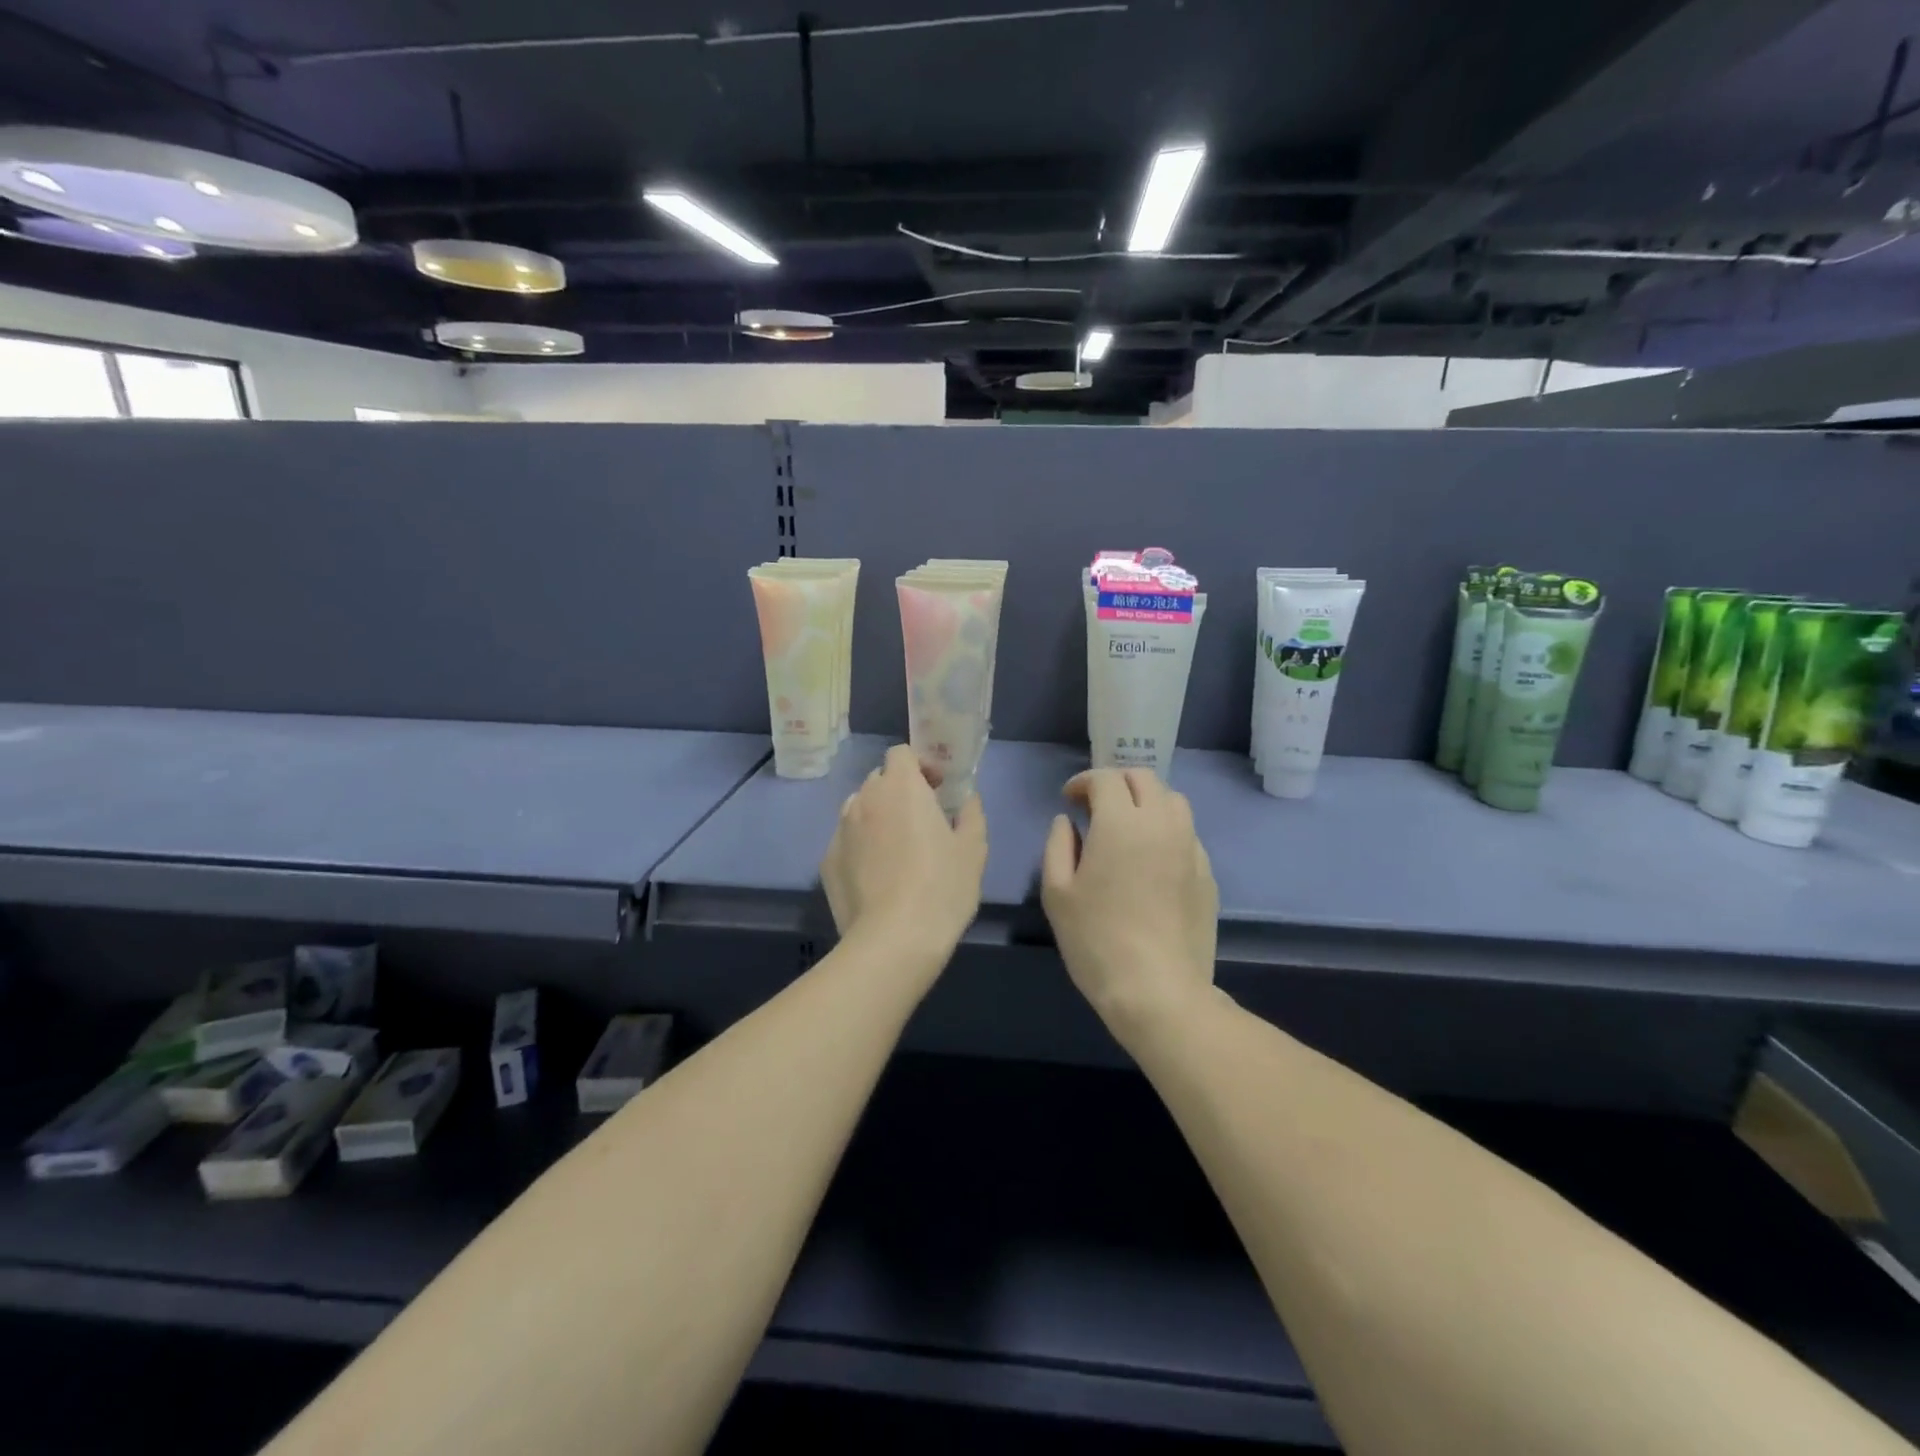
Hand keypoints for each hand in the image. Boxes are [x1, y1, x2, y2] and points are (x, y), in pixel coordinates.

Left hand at [821, 744, 987, 965]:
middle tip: (921, 820)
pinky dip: (861, 847)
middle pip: (879, 780)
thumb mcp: (973, 850)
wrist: (893, 940)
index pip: (901, 753)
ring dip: (877, 817)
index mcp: (901, 787)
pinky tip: (877, 877)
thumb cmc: (942, 887)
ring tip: (896, 849)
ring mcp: (840, 830)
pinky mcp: (827, 861)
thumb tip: (967, 799)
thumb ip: (971, 814)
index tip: (936, 789)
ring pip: (859, 809)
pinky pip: (847, 841)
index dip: (919, 766)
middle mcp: (864, 799)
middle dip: (898, 791)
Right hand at [1041, 768, 1218, 1039]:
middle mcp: (1161, 823)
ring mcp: (1191, 848)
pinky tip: (1152, 860)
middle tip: (1096, 807)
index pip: (1106, 778)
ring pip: (1173, 801)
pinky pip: (1187, 834)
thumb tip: (1068, 821)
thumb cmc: (1096, 940)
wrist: (1157, 990)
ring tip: (1128, 827)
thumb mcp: (1057, 892)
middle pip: (1144, 778)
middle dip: (1116, 783)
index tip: (1069, 800)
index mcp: (1121, 822)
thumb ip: (1058, 845)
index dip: (1083, 782)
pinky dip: (1166, 831)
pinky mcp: (1208, 874)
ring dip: (1147, 801)